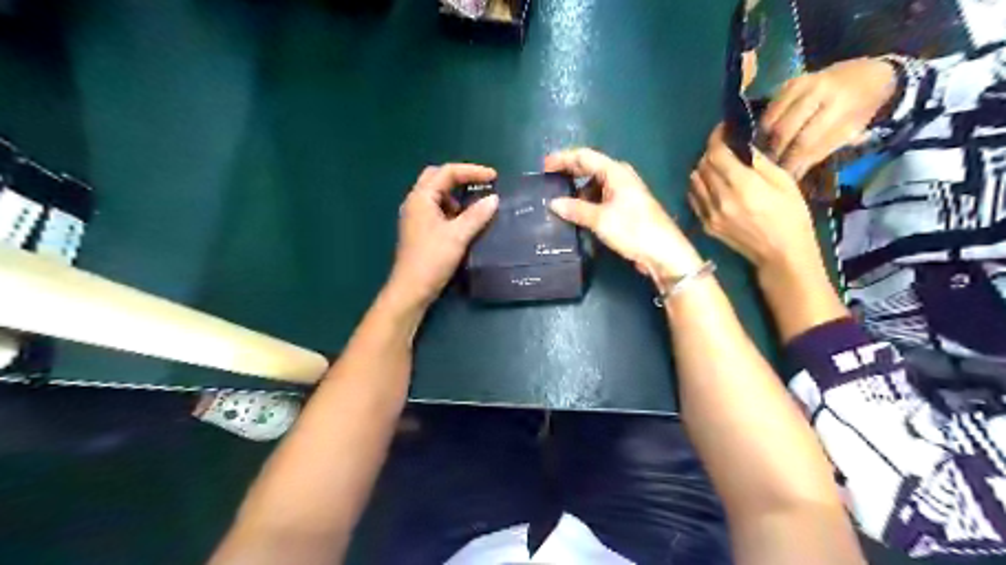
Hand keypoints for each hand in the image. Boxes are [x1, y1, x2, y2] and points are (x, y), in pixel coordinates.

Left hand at [385, 164, 497, 308]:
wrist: (411, 289)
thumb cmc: (432, 259)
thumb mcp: (458, 235)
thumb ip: (477, 215)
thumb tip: (494, 198)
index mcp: (421, 197)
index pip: (448, 172)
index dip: (472, 171)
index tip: (494, 177)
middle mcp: (415, 202)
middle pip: (438, 178)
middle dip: (461, 178)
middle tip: (482, 184)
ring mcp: (415, 216)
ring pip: (437, 195)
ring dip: (456, 196)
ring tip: (476, 206)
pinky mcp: (419, 229)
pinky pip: (437, 210)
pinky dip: (452, 210)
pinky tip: (464, 222)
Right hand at [546, 147, 701, 277]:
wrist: (663, 252)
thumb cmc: (633, 230)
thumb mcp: (601, 219)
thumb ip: (576, 209)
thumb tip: (553, 203)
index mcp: (615, 172)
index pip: (584, 156)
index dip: (563, 159)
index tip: (544, 166)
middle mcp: (619, 177)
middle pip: (589, 167)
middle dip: (569, 172)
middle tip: (548, 180)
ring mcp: (623, 192)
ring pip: (594, 184)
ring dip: (577, 190)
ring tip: (558, 199)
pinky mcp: (624, 207)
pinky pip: (600, 198)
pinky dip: (586, 202)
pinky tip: (576, 212)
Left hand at [694, 124, 823, 274]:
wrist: (781, 254)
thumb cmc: (791, 216)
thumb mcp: (784, 182)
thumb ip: (758, 162)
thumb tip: (742, 145)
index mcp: (742, 186)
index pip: (716, 154)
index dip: (716, 138)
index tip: (722, 130)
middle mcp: (720, 199)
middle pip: (702, 165)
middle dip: (711, 152)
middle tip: (722, 147)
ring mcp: (709, 214)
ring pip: (694, 181)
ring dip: (702, 169)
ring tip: (716, 166)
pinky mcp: (705, 225)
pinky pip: (694, 198)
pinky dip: (698, 187)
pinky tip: (711, 185)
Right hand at [764, 57, 896, 175]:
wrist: (867, 73)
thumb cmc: (861, 108)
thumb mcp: (850, 132)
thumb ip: (821, 151)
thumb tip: (794, 175)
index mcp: (839, 105)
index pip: (806, 141)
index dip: (792, 162)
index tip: (783, 178)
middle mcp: (817, 91)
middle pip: (784, 130)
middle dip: (775, 153)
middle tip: (770, 170)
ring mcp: (800, 84)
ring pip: (771, 120)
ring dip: (765, 142)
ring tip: (764, 157)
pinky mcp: (788, 83)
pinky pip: (768, 110)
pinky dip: (764, 128)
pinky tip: (765, 140)